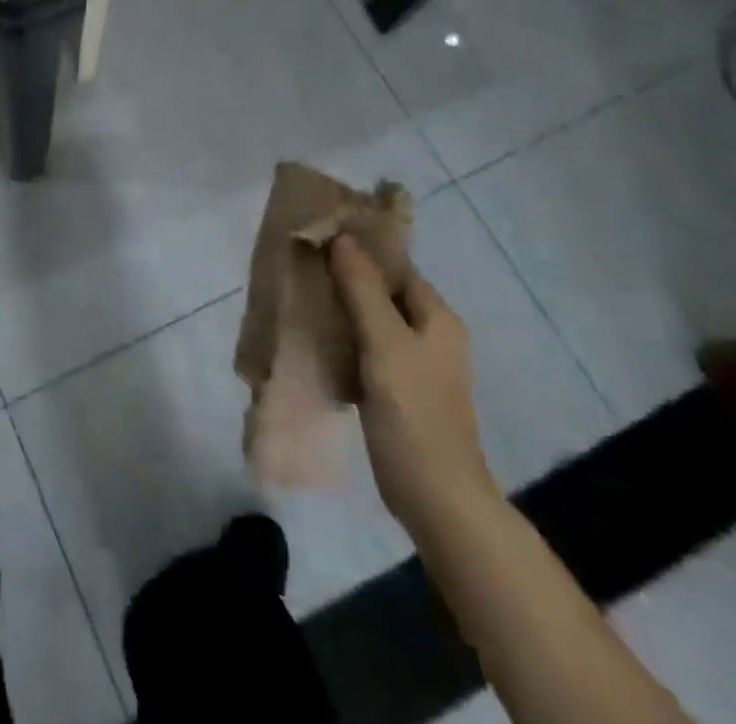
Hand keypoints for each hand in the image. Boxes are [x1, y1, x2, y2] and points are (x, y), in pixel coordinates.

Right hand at [329, 236, 498, 534]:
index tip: (318, 236)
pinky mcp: (396, 389)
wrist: (437, 499)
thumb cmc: (415, 414)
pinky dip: (342, 336)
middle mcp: (429, 334)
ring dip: (339, 306)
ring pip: (370, 319)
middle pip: (382, 290)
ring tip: (299, 293)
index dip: (360, 248)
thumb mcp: (386, 343)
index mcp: (437, 317)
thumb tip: (342, 237)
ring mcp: (413, 364)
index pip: (396, 265)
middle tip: (301, 264)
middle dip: (343, 276)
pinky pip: (365, 347)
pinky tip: (312, 335)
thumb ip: (362, 289)